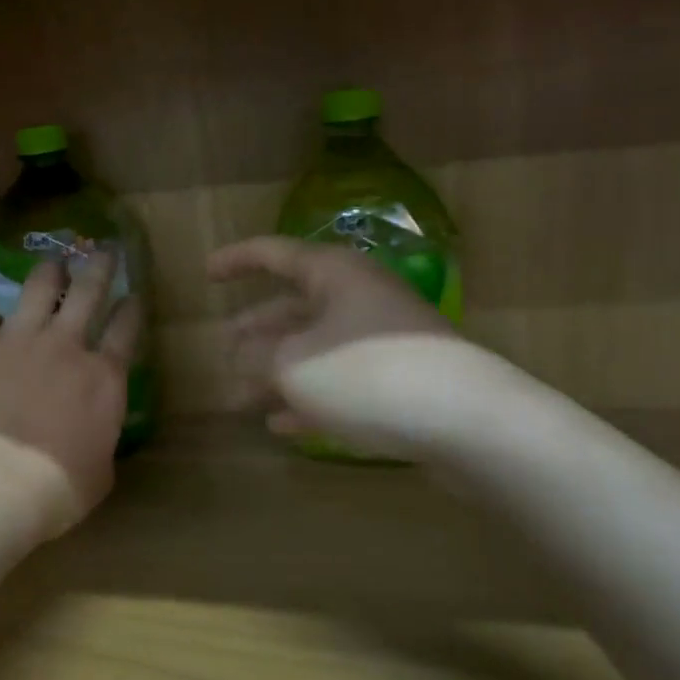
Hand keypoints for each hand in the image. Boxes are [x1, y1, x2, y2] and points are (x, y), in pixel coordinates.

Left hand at [0, 255, 140, 539]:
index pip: (125, 328)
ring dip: (49, 273)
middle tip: (104, 251)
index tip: (133, 296)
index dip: (131, 308)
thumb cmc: (59, 488)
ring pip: (37, 289)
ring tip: (53, 264)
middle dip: (100, 267)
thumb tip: (94, 432)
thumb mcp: (101, 471)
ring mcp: (16, 342)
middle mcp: (64, 346)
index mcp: (102, 376)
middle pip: (88, 291)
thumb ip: (101, 437)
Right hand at [209, 236, 461, 455]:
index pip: (272, 254)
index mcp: (333, 275)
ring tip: (239, 400)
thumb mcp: (291, 364)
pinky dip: (308, 400)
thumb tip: (239, 355)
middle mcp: (358, 299)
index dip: (235, 260)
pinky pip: (340, 384)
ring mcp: (382, 341)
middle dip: (253, 333)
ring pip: (314, 350)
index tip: (206, 273)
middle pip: (292, 308)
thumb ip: (254, 357)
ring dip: (274, 374)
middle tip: (221, 353)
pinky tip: (283, 426)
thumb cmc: (368, 374)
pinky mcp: (400, 383)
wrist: (472, 424)